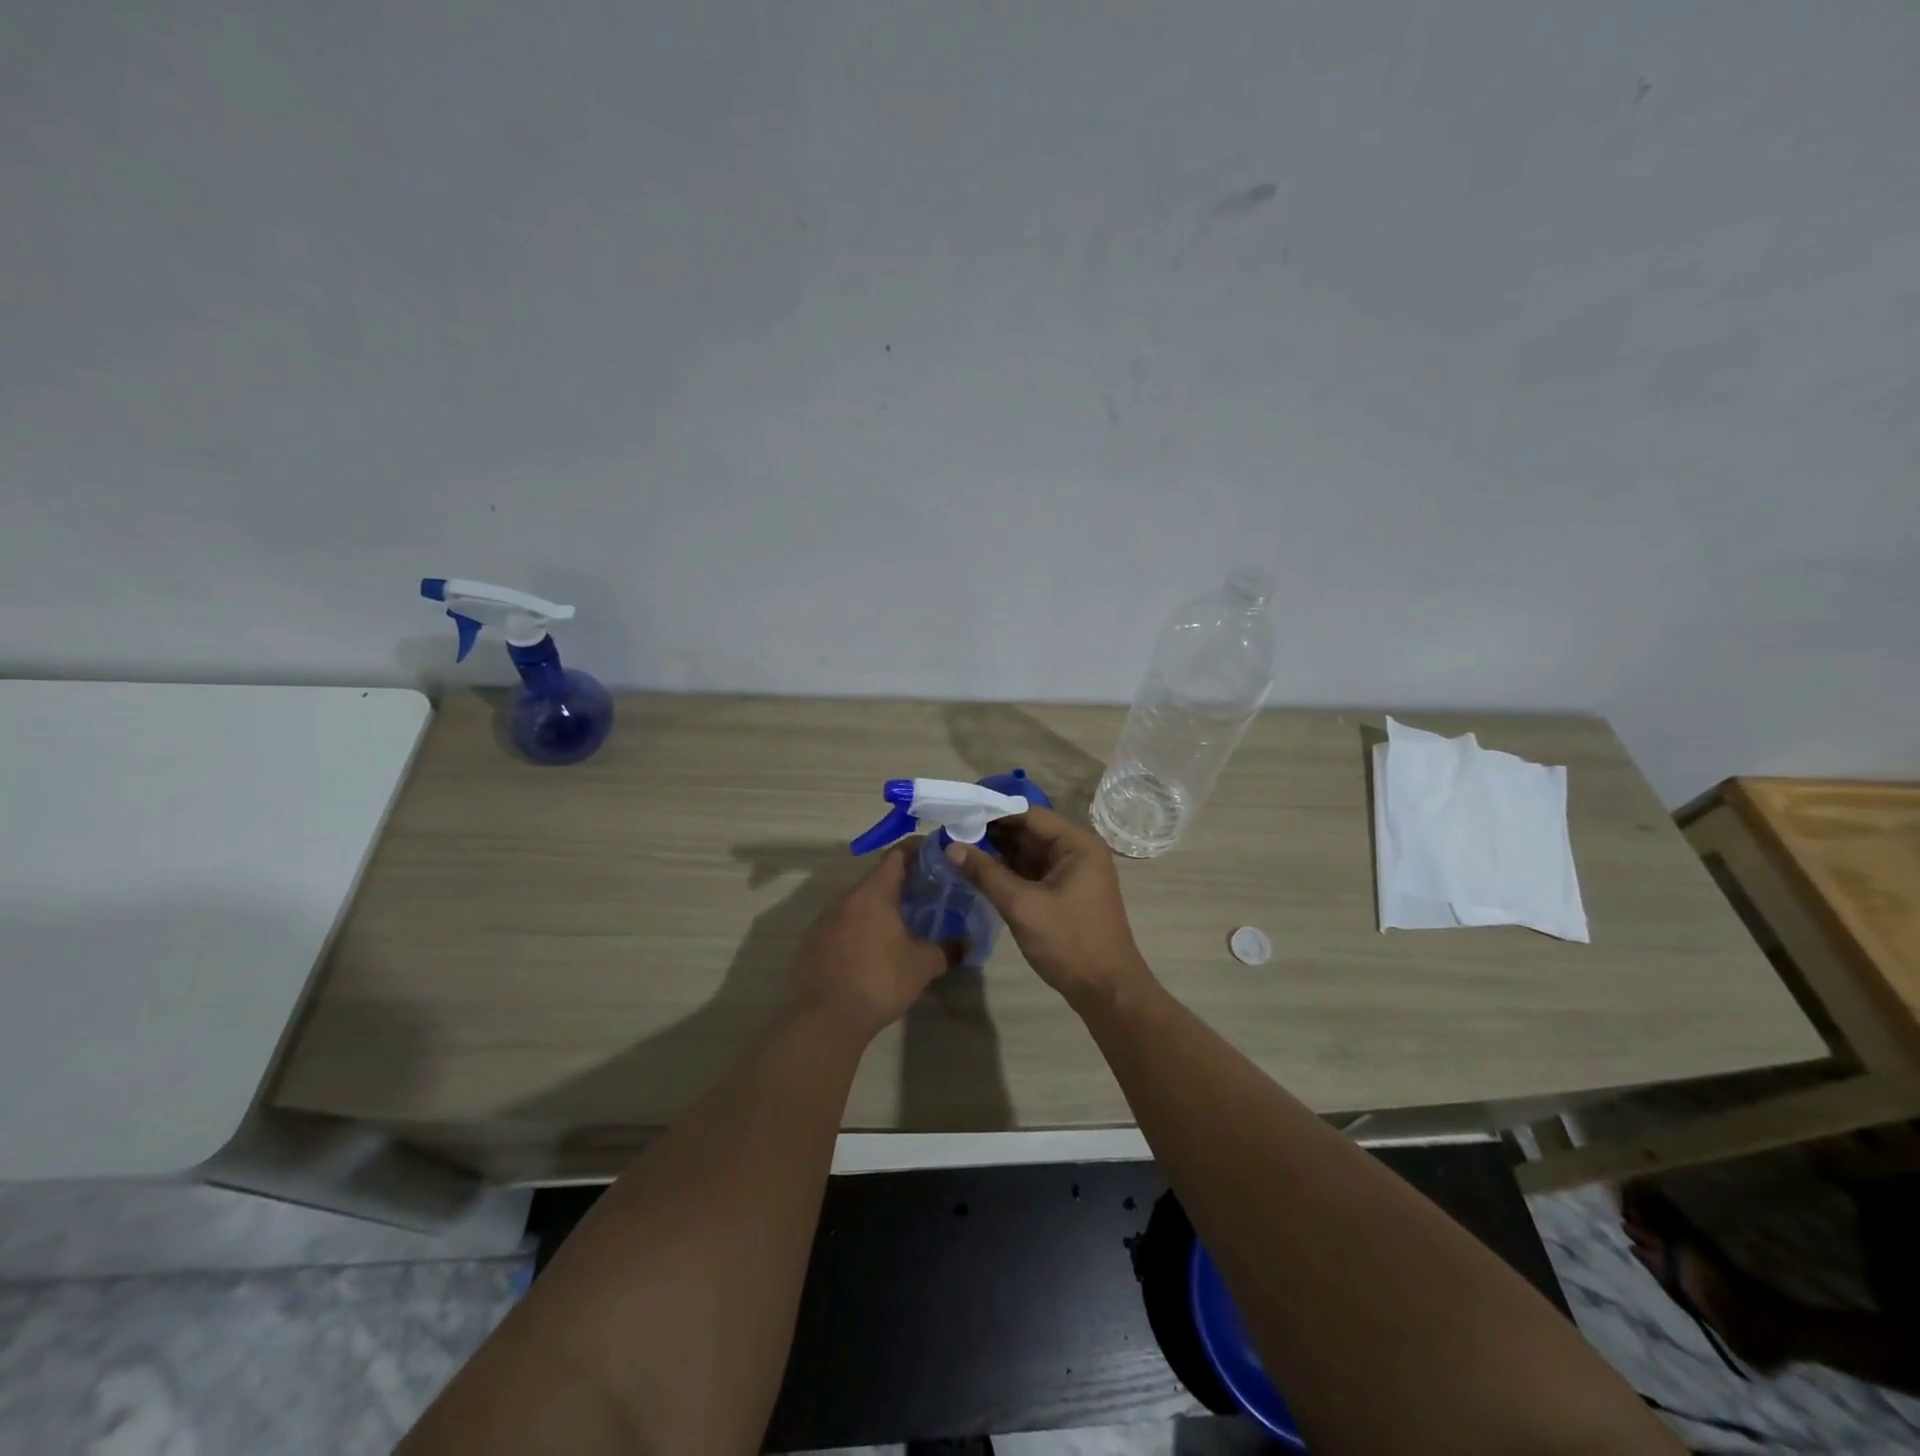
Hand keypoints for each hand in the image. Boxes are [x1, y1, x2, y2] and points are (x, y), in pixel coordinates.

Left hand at [790, 841, 950, 1041]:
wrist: (825, 1018)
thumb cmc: (880, 981)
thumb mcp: (923, 965)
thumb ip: (948, 949)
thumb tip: (968, 944)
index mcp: (874, 892)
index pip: (897, 855)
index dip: (918, 851)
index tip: (937, 857)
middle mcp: (846, 897)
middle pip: (877, 878)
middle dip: (902, 883)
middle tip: (926, 895)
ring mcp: (824, 919)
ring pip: (858, 902)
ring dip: (879, 907)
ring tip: (901, 923)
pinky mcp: (812, 942)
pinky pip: (841, 923)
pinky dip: (859, 927)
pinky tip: (871, 950)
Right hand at [945, 806, 1155, 1011]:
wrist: (1107, 990)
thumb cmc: (1069, 942)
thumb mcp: (1023, 906)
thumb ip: (986, 873)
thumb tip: (951, 846)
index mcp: (1077, 844)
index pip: (1029, 814)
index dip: (993, 811)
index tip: (959, 811)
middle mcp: (1077, 851)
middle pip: (1029, 831)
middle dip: (992, 831)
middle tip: (952, 829)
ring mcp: (1072, 872)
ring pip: (1028, 852)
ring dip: (997, 850)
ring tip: (957, 845)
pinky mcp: (1064, 892)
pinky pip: (1032, 871)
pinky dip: (1007, 869)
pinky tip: (978, 868)